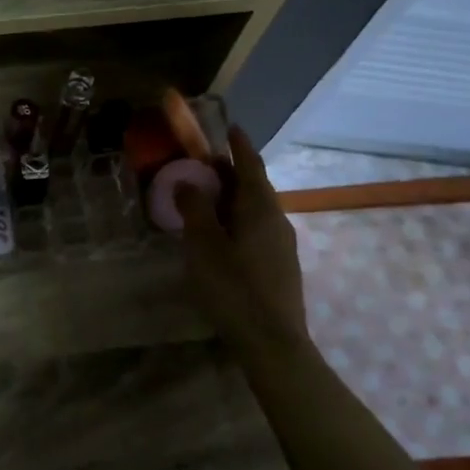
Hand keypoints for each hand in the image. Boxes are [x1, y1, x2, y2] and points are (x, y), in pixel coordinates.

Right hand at [177, 125, 311, 354]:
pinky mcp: (280, 267)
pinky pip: (257, 229)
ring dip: (232, 198)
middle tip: (203, 166)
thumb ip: (194, 208)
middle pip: (254, 186)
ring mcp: (282, 245)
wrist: (272, 342)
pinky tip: (221, 236)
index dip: (239, 145)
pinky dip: (237, 219)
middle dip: (230, 172)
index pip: (250, 165)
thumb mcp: (203, 244)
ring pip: (255, 210)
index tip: (230, 127)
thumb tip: (187, 181)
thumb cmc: (233, 287)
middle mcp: (277, 220)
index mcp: (260, 208)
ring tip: (206, 200)